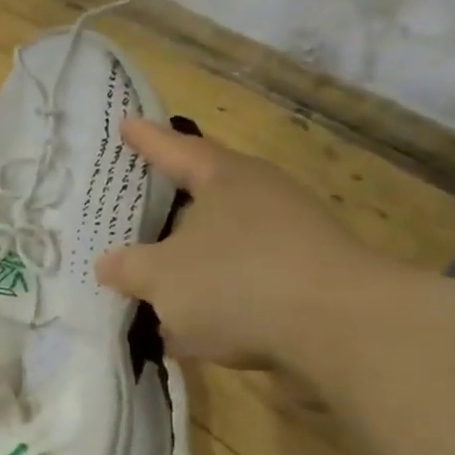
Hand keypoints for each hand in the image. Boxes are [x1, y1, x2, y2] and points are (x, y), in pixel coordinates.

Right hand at [98, 119, 393, 367]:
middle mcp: (262, 198)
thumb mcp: (161, 277)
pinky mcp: (308, 281)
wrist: (345, 330)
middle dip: (170, 208)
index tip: (126, 123)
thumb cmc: (237, 282)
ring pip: (224, 244)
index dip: (147, 140)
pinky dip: (216, 298)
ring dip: (190, 263)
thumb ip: (128, 269)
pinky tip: (191, 329)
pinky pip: (244, 283)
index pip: (176, 150)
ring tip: (154, 283)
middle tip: (136, 209)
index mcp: (225, 179)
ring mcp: (292, 239)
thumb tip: (108, 265)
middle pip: (205, 195)